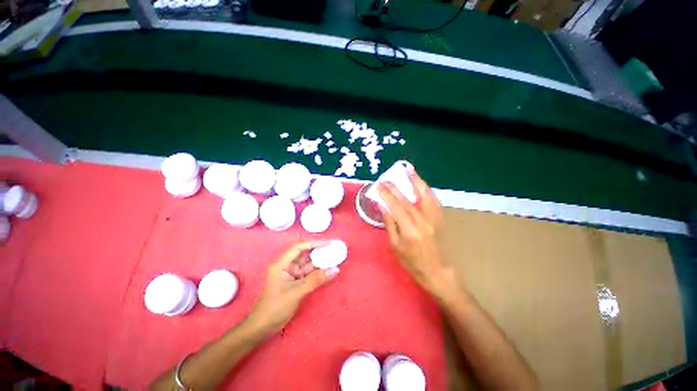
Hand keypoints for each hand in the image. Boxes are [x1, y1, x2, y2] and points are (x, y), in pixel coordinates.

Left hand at [248, 241, 339, 333]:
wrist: (261, 329)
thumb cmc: (275, 307)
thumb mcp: (296, 292)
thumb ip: (316, 280)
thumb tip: (335, 269)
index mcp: (282, 264)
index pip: (299, 247)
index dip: (313, 243)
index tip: (327, 244)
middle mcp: (287, 267)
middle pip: (304, 255)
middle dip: (318, 252)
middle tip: (333, 250)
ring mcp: (291, 276)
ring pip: (308, 265)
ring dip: (320, 262)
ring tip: (334, 258)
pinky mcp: (295, 284)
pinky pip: (309, 275)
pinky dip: (318, 273)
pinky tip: (328, 271)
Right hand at [377, 169, 457, 300]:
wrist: (437, 272)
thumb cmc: (412, 262)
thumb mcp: (395, 246)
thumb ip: (390, 224)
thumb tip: (383, 206)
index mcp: (410, 230)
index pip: (396, 207)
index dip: (386, 194)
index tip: (379, 185)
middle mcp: (423, 221)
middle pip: (408, 199)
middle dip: (396, 187)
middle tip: (386, 178)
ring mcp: (434, 218)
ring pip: (425, 194)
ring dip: (416, 180)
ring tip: (409, 170)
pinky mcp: (440, 218)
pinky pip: (433, 199)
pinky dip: (426, 189)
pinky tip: (420, 183)